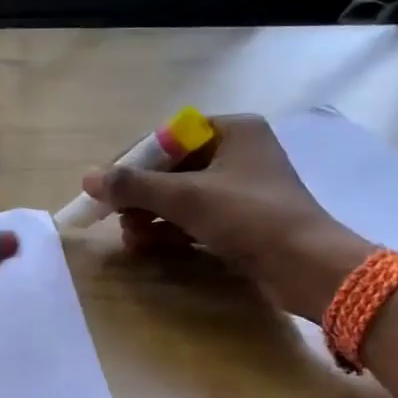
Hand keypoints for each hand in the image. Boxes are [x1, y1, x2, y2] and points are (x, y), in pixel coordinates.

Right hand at [83, 113, 367, 315]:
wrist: (309, 267)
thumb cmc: (249, 217)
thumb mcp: (187, 197)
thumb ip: (135, 186)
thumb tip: (88, 177)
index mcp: (233, 130)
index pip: (169, 137)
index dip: (133, 162)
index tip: (106, 187)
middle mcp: (239, 152)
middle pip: (174, 168)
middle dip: (141, 196)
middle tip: (115, 217)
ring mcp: (243, 189)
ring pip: (184, 196)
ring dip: (152, 216)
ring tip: (130, 238)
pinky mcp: (245, 221)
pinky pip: (198, 218)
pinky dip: (173, 230)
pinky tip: (148, 246)